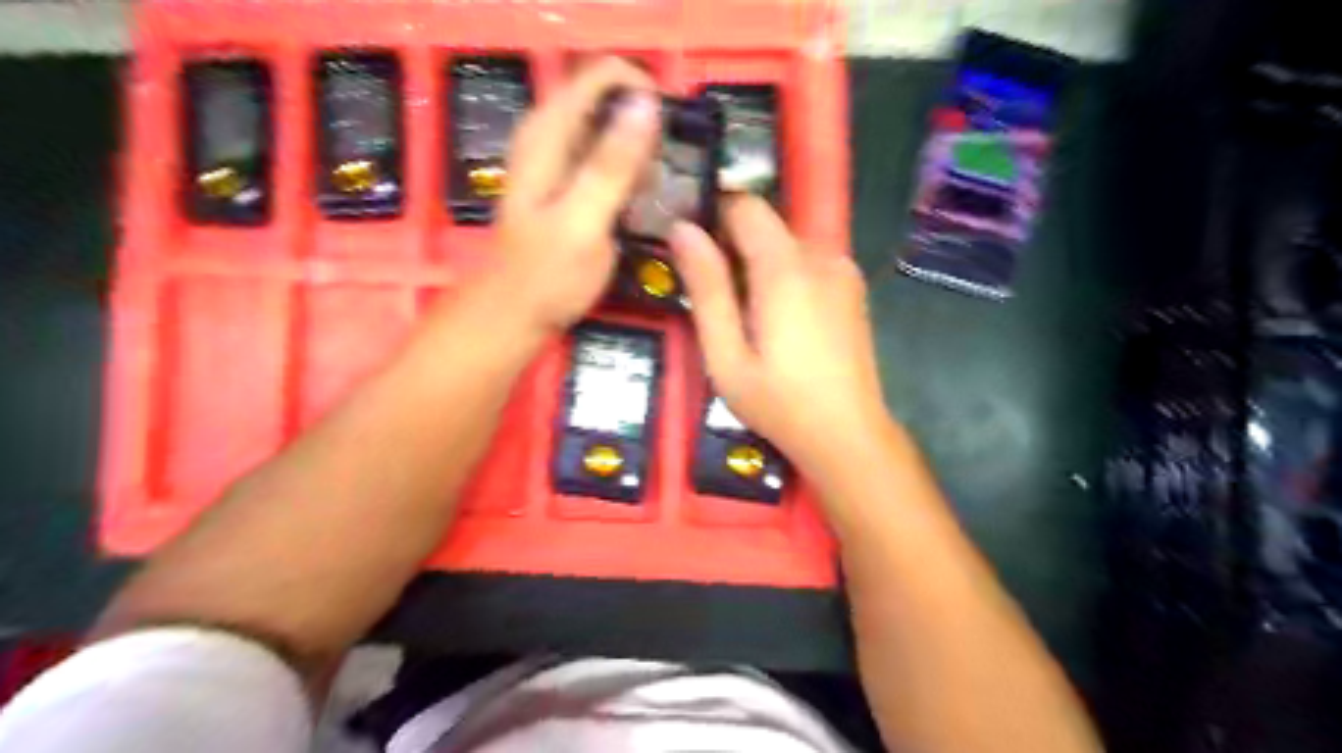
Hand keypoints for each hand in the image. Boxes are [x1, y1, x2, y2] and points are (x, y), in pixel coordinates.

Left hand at [484, 55, 659, 332]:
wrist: (515, 313)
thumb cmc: (547, 276)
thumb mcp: (582, 222)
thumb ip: (611, 165)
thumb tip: (647, 104)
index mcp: (549, 132)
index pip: (604, 74)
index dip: (645, 91)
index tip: (675, 132)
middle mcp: (552, 133)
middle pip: (610, 97)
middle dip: (649, 121)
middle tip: (675, 166)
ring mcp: (560, 158)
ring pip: (613, 127)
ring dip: (645, 147)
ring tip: (666, 185)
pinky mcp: (571, 182)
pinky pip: (610, 156)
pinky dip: (634, 167)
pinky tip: (647, 198)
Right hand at [672, 194, 888, 475]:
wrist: (848, 435)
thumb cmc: (779, 402)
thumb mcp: (726, 355)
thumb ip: (706, 289)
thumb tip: (682, 230)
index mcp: (786, 268)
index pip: (745, 205)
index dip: (713, 216)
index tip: (691, 248)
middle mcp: (820, 256)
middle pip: (766, 225)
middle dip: (733, 247)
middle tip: (713, 297)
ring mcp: (842, 271)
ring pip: (786, 243)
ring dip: (758, 264)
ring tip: (744, 317)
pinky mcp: (851, 288)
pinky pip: (807, 262)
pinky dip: (784, 276)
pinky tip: (778, 322)